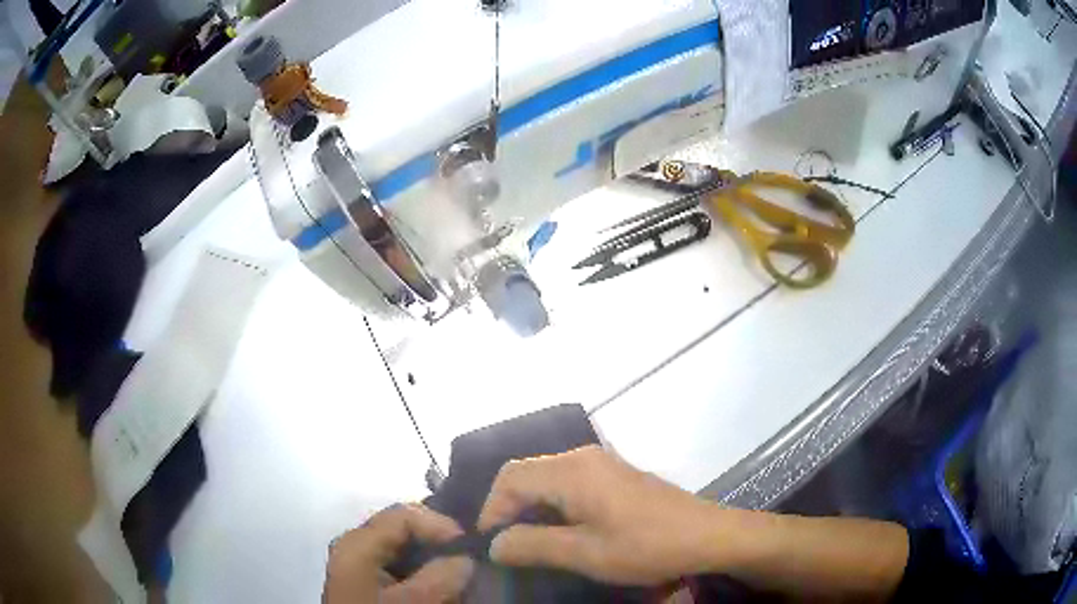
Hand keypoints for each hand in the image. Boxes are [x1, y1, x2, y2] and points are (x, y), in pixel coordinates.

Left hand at [323, 504, 473, 602]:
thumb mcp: (416, 601)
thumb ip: (441, 575)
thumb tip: (465, 557)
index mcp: (357, 543)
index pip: (405, 514)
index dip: (441, 525)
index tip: (469, 549)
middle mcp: (354, 546)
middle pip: (403, 531)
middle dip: (439, 545)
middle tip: (467, 563)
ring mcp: (358, 565)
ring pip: (403, 550)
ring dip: (433, 561)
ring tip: (457, 577)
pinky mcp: (366, 583)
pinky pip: (398, 567)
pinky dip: (422, 574)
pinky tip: (437, 588)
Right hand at [477, 446, 720, 585]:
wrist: (708, 535)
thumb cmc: (646, 546)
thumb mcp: (585, 554)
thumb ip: (533, 546)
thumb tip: (494, 543)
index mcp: (571, 471)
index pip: (509, 478)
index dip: (491, 510)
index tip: (491, 546)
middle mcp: (582, 457)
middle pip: (526, 474)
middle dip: (509, 509)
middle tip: (509, 547)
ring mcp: (602, 464)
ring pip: (546, 479)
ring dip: (531, 509)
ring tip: (531, 544)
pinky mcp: (615, 476)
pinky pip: (568, 483)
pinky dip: (553, 506)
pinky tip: (562, 532)